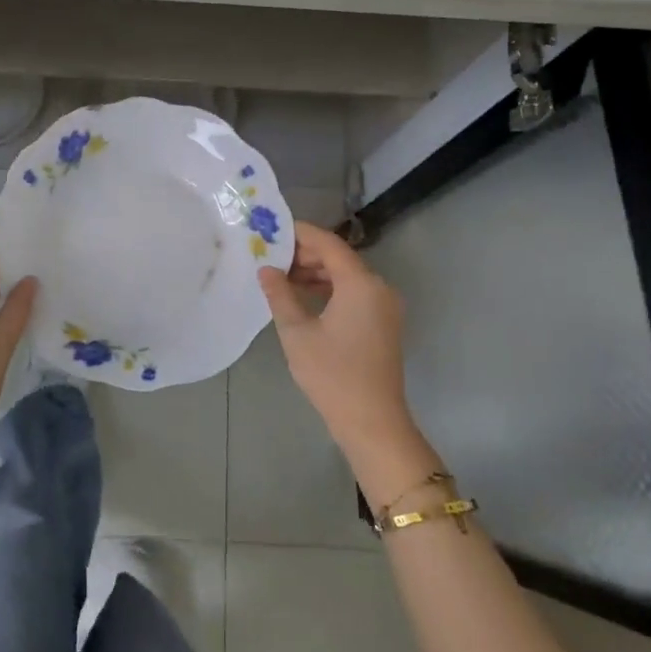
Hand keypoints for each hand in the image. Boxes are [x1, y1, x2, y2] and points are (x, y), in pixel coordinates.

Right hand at [258, 222, 435, 498]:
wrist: (372, 422)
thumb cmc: (332, 374)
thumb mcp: (297, 332)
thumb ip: (280, 294)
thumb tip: (266, 269)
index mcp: (360, 283)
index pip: (328, 243)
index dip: (300, 233)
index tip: (273, 229)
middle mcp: (378, 287)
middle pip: (339, 257)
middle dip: (305, 254)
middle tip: (271, 255)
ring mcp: (384, 306)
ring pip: (347, 275)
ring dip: (316, 272)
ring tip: (281, 276)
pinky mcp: (383, 322)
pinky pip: (355, 292)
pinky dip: (330, 289)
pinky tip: (303, 296)